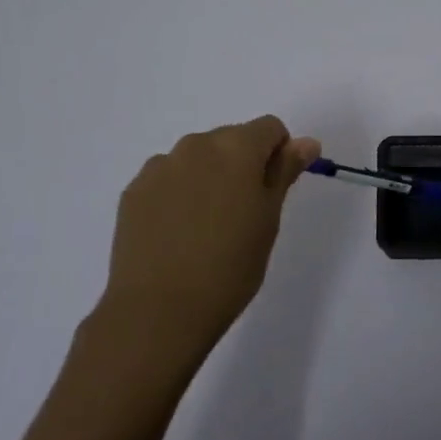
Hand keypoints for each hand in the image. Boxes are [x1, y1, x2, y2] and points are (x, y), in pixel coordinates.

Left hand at [99, 116, 320, 362]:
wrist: (158, 311)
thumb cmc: (230, 266)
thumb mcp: (269, 218)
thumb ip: (285, 171)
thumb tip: (306, 142)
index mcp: (237, 147)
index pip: (270, 128)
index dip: (279, 154)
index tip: (273, 192)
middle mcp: (197, 145)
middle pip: (232, 139)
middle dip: (243, 165)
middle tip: (243, 214)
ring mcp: (160, 166)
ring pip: (198, 158)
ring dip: (209, 177)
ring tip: (206, 227)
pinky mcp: (134, 191)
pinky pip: (168, 178)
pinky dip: (179, 193)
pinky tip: (178, 233)